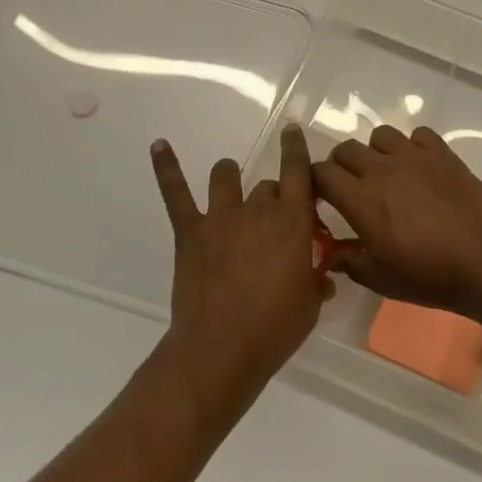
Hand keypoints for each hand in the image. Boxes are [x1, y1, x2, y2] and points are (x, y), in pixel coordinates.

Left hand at [150, 124, 326, 416]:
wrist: (220, 350)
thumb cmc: (274, 329)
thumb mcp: (309, 306)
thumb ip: (316, 282)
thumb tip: (323, 277)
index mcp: (293, 223)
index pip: (299, 173)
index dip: (297, 149)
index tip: (293, 131)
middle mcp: (258, 211)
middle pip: (268, 187)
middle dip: (273, 199)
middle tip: (274, 225)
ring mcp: (221, 218)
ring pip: (226, 177)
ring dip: (231, 178)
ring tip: (231, 187)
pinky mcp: (191, 233)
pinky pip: (177, 194)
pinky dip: (167, 167)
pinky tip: (158, 145)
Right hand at [312, 125, 481, 314]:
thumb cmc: (429, 275)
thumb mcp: (381, 279)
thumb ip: (350, 262)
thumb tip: (331, 254)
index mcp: (360, 199)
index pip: (321, 173)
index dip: (316, 182)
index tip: (322, 197)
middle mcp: (382, 170)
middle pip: (346, 149)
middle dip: (341, 165)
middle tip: (352, 187)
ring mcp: (414, 157)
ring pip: (381, 135)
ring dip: (376, 151)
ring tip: (387, 173)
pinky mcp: (443, 154)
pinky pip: (419, 135)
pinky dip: (414, 146)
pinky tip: (421, 167)